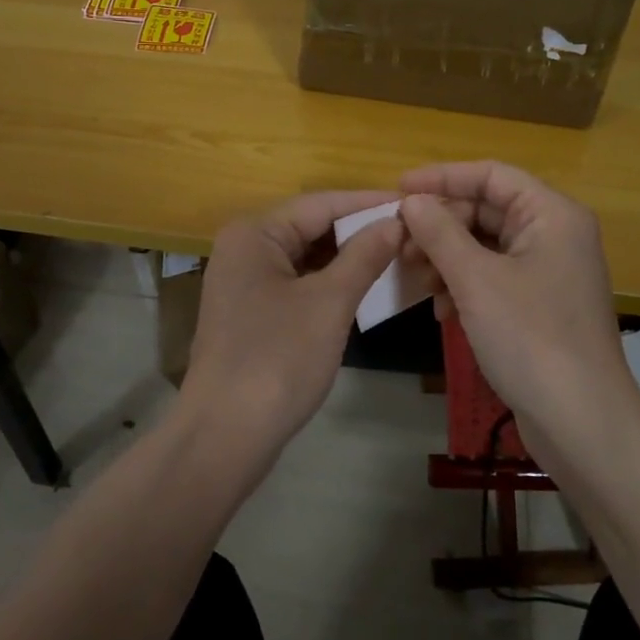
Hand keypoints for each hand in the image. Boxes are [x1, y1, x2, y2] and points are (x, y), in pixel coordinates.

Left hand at [177, 190, 402, 459]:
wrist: (224, 437)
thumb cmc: (277, 360)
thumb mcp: (329, 303)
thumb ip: (364, 256)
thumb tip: (396, 222)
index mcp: (254, 233)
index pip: (321, 203)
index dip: (369, 203)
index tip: (416, 203)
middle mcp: (244, 248)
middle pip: (311, 227)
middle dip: (360, 231)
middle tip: (414, 233)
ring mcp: (245, 282)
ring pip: (306, 258)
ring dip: (348, 259)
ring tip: (399, 256)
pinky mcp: (251, 312)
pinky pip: (298, 283)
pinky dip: (330, 284)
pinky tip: (365, 287)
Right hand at [398, 161, 635, 443]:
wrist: (581, 422)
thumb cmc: (530, 338)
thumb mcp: (476, 280)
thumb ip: (439, 232)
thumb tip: (410, 200)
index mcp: (551, 214)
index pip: (490, 175)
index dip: (442, 177)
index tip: (398, 190)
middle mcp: (554, 234)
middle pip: (486, 209)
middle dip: (440, 226)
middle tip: (400, 247)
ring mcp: (548, 271)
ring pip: (485, 245)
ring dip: (446, 257)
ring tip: (416, 280)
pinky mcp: (539, 305)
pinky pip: (492, 276)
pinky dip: (463, 285)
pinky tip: (440, 309)